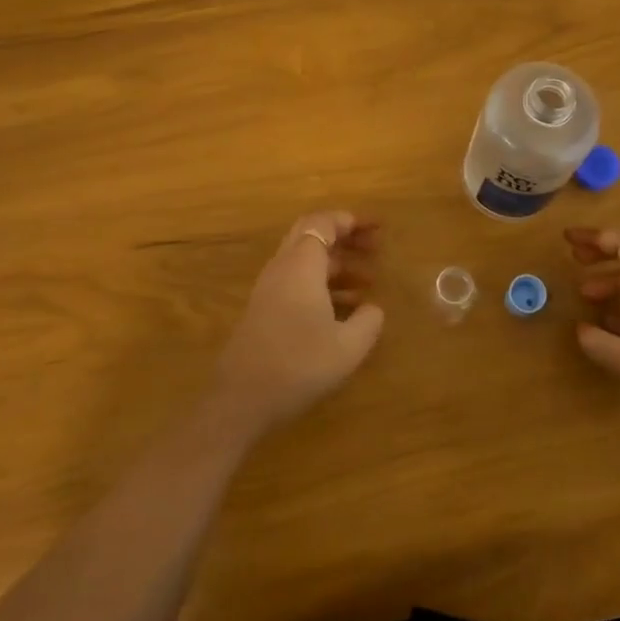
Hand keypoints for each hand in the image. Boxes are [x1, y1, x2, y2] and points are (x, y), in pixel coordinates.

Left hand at [212, 211, 384, 437]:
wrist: (241, 399)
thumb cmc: (299, 365)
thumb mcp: (348, 347)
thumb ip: (368, 321)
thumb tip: (373, 308)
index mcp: (301, 266)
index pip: (324, 223)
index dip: (352, 221)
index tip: (378, 229)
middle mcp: (282, 269)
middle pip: (312, 235)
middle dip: (345, 237)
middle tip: (375, 248)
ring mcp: (270, 289)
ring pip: (306, 261)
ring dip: (337, 264)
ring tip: (369, 283)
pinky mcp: (265, 310)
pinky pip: (298, 282)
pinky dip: (324, 284)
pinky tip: (346, 310)